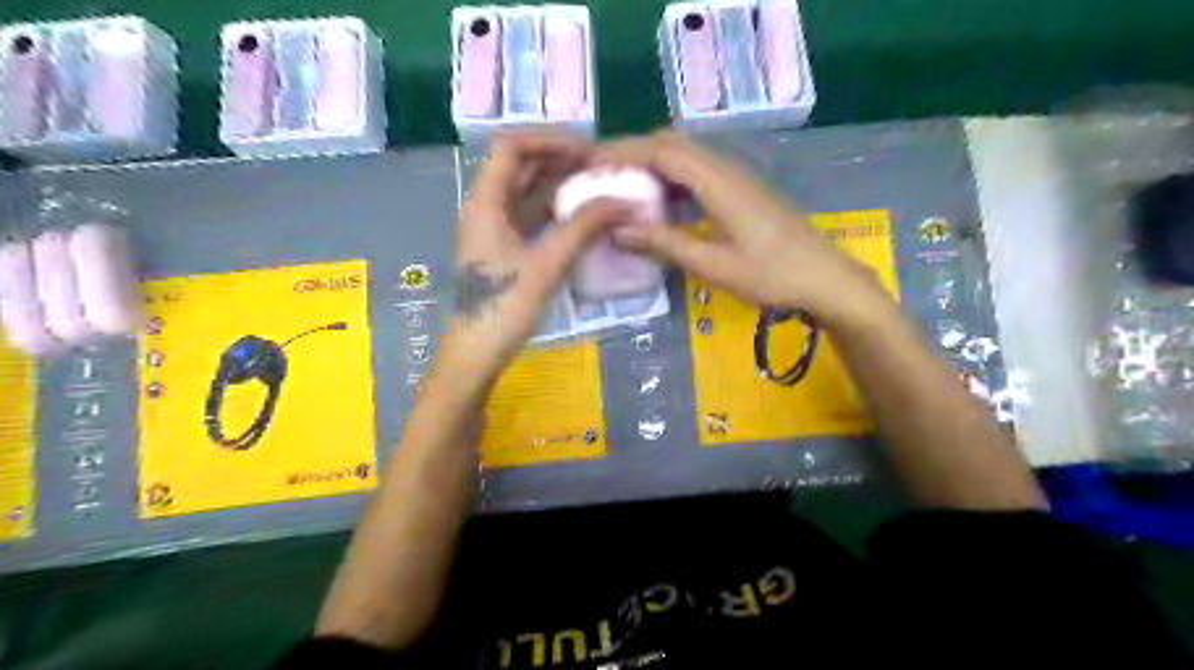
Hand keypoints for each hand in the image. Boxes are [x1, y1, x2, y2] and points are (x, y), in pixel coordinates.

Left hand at [438, 130, 624, 382]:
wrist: (478, 352)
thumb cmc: (505, 306)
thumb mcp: (547, 264)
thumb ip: (584, 227)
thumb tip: (625, 201)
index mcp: (485, 202)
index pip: (512, 147)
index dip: (550, 141)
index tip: (588, 151)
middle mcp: (486, 207)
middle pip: (521, 167)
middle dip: (560, 161)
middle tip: (601, 167)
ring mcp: (494, 229)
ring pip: (527, 192)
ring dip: (560, 185)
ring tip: (598, 187)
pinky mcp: (504, 249)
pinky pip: (531, 216)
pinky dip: (556, 211)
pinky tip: (583, 216)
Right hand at [603, 131, 890, 324]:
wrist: (826, 279)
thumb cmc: (771, 276)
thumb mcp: (713, 265)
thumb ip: (664, 244)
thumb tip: (617, 231)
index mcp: (718, 182)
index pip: (661, 151)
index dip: (622, 153)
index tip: (589, 165)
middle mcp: (726, 169)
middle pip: (672, 144)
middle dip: (633, 153)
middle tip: (600, 176)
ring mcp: (737, 178)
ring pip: (685, 157)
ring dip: (652, 166)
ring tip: (621, 189)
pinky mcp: (742, 192)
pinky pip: (698, 173)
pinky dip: (671, 180)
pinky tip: (660, 205)